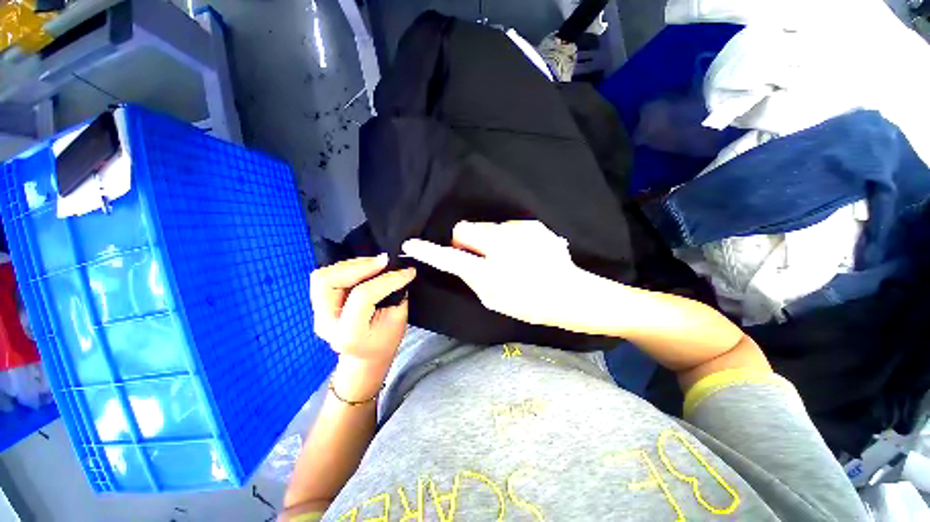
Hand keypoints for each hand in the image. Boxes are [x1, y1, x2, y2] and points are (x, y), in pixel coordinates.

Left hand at [310, 254, 415, 365]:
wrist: (366, 356)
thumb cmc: (385, 341)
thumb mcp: (398, 320)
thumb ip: (396, 294)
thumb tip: (396, 270)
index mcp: (348, 333)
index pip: (363, 296)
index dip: (388, 279)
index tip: (408, 271)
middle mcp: (325, 322)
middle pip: (329, 281)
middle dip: (359, 266)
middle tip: (385, 261)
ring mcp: (317, 313)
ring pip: (323, 276)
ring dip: (352, 265)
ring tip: (376, 263)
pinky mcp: (318, 304)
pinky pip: (326, 277)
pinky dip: (347, 268)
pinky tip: (365, 269)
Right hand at [402, 221, 609, 330]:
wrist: (572, 294)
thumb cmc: (530, 304)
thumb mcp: (493, 299)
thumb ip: (474, 278)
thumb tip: (464, 261)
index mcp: (491, 272)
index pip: (451, 257)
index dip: (429, 251)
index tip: (412, 243)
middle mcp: (502, 245)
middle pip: (465, 228)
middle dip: (464, 239)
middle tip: (478, 255)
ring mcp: (519, 231)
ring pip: (487, 227)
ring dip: (489, 240)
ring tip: (509, 256)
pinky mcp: (533, 225)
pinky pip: (508, 227)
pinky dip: (508, 238)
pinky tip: (524, 252)